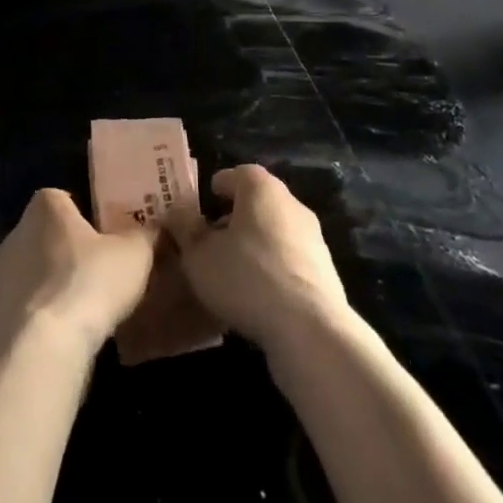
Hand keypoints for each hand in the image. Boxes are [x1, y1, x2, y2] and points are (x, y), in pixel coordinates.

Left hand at [0, 189, 154, 359]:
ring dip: (50, 285)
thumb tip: (155, 227)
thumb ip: (145, 234)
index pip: (62, 199)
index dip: (83, 215)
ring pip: (31, 272)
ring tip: (82, 308)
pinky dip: (38, 317)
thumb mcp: (134, 253)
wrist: (42, 347)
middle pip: (45, 235)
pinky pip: (22, 308)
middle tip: (97, 270)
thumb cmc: (90, 282)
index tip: (104, 234)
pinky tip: (61, 335)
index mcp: (45, 208)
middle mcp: (16, 233)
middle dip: (66, 250)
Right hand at [170, 164, 348, 351]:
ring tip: (231, 272)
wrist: (309, 328)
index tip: (202, 206)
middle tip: (211, 240)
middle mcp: (291, 203)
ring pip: (275, 231)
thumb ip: (185, 228)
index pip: (236, 174)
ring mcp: (312, 237)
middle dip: (234, 218)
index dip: (216, 188)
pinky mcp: (324, 270)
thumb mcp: (199, 255)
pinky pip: (289, 260)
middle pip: (257, 202)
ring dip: (255, 245)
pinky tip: (258, 295)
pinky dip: (273, 268)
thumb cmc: (246, 277)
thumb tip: (177, 210)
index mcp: (261, 188)